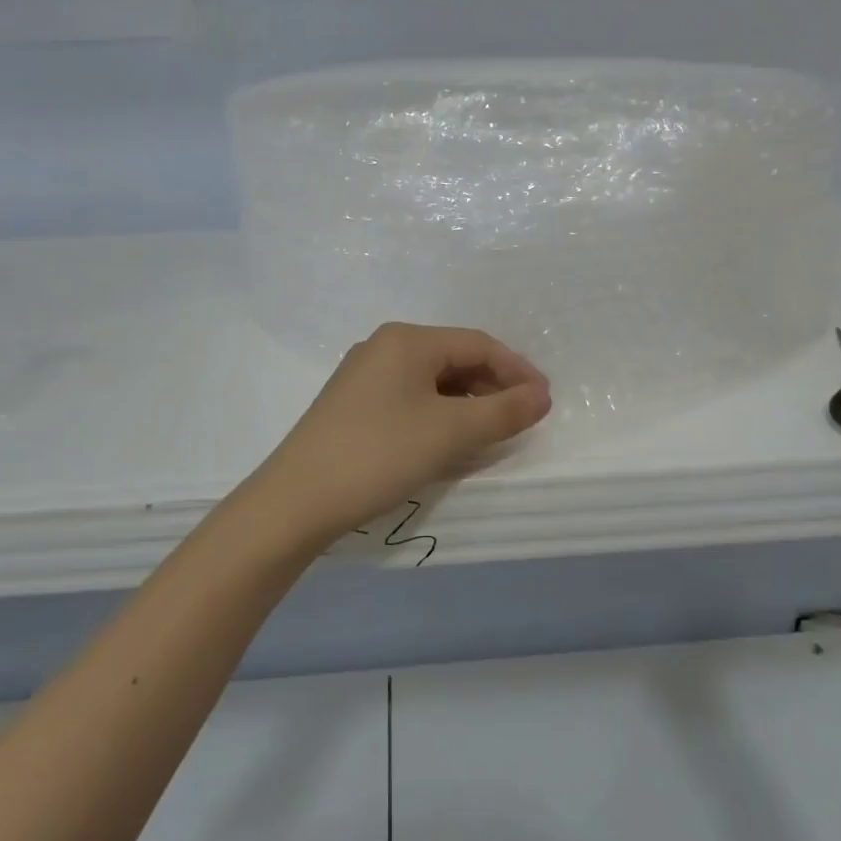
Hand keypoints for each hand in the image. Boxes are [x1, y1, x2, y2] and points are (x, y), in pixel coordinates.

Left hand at [250, 323, 551, 547]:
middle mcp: (383, 346)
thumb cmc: (380, 454)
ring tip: (489, 433)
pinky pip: (409, 397)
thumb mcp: (451, 433)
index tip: (544, 402)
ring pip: (431, 380)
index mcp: (407, 339)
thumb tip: (542, 395)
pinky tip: (447, 440)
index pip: (478, 344)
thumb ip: (504, 412)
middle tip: (520, 420)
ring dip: (466, 403)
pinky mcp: (352, 404)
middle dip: (492, 387)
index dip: (517, 370)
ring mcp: (363, 375)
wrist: (296, 500)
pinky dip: (438, 414)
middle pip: (454, 358)